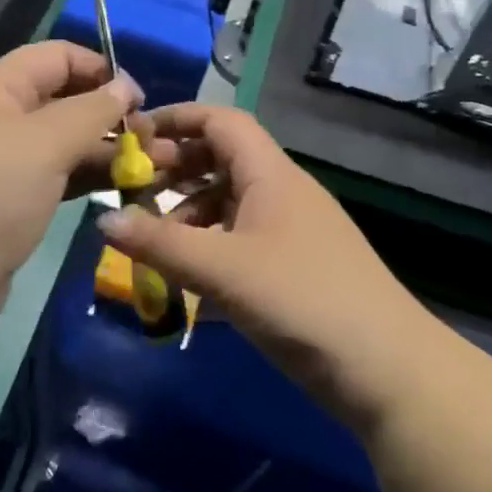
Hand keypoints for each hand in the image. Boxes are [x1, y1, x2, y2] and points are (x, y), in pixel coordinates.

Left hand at [0, 42, 145, 334]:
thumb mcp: (43, 144)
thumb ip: (90, 111)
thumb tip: (126, 85)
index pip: (56, 57)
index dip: (99, 68)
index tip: (138, 97)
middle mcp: (1, 118)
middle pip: (65, 99)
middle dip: (110, 113)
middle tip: (152, 139)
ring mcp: (8, 162)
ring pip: (67, 141)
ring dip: (108, 148)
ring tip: (154, 164)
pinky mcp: (16, 200)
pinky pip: (61, 175)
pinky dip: (91, 176)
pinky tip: (126, 185)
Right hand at [99, 104, 426, 435]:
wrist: (388, 373)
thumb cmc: (301, 300)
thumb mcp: (222, 269)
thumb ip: (159, 243)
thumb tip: (103, 218)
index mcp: (270, 173)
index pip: (220, 121)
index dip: (176, 119)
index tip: (133, 136)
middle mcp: (281, 192)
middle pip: (221, 159)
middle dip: (175, 169)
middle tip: (134, 191)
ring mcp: (291, 231)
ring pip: (229, 203)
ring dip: (189, 214)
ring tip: (154, 241)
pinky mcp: (295, 268)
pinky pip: (240, 240)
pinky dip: (209, 248)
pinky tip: (186, 281)